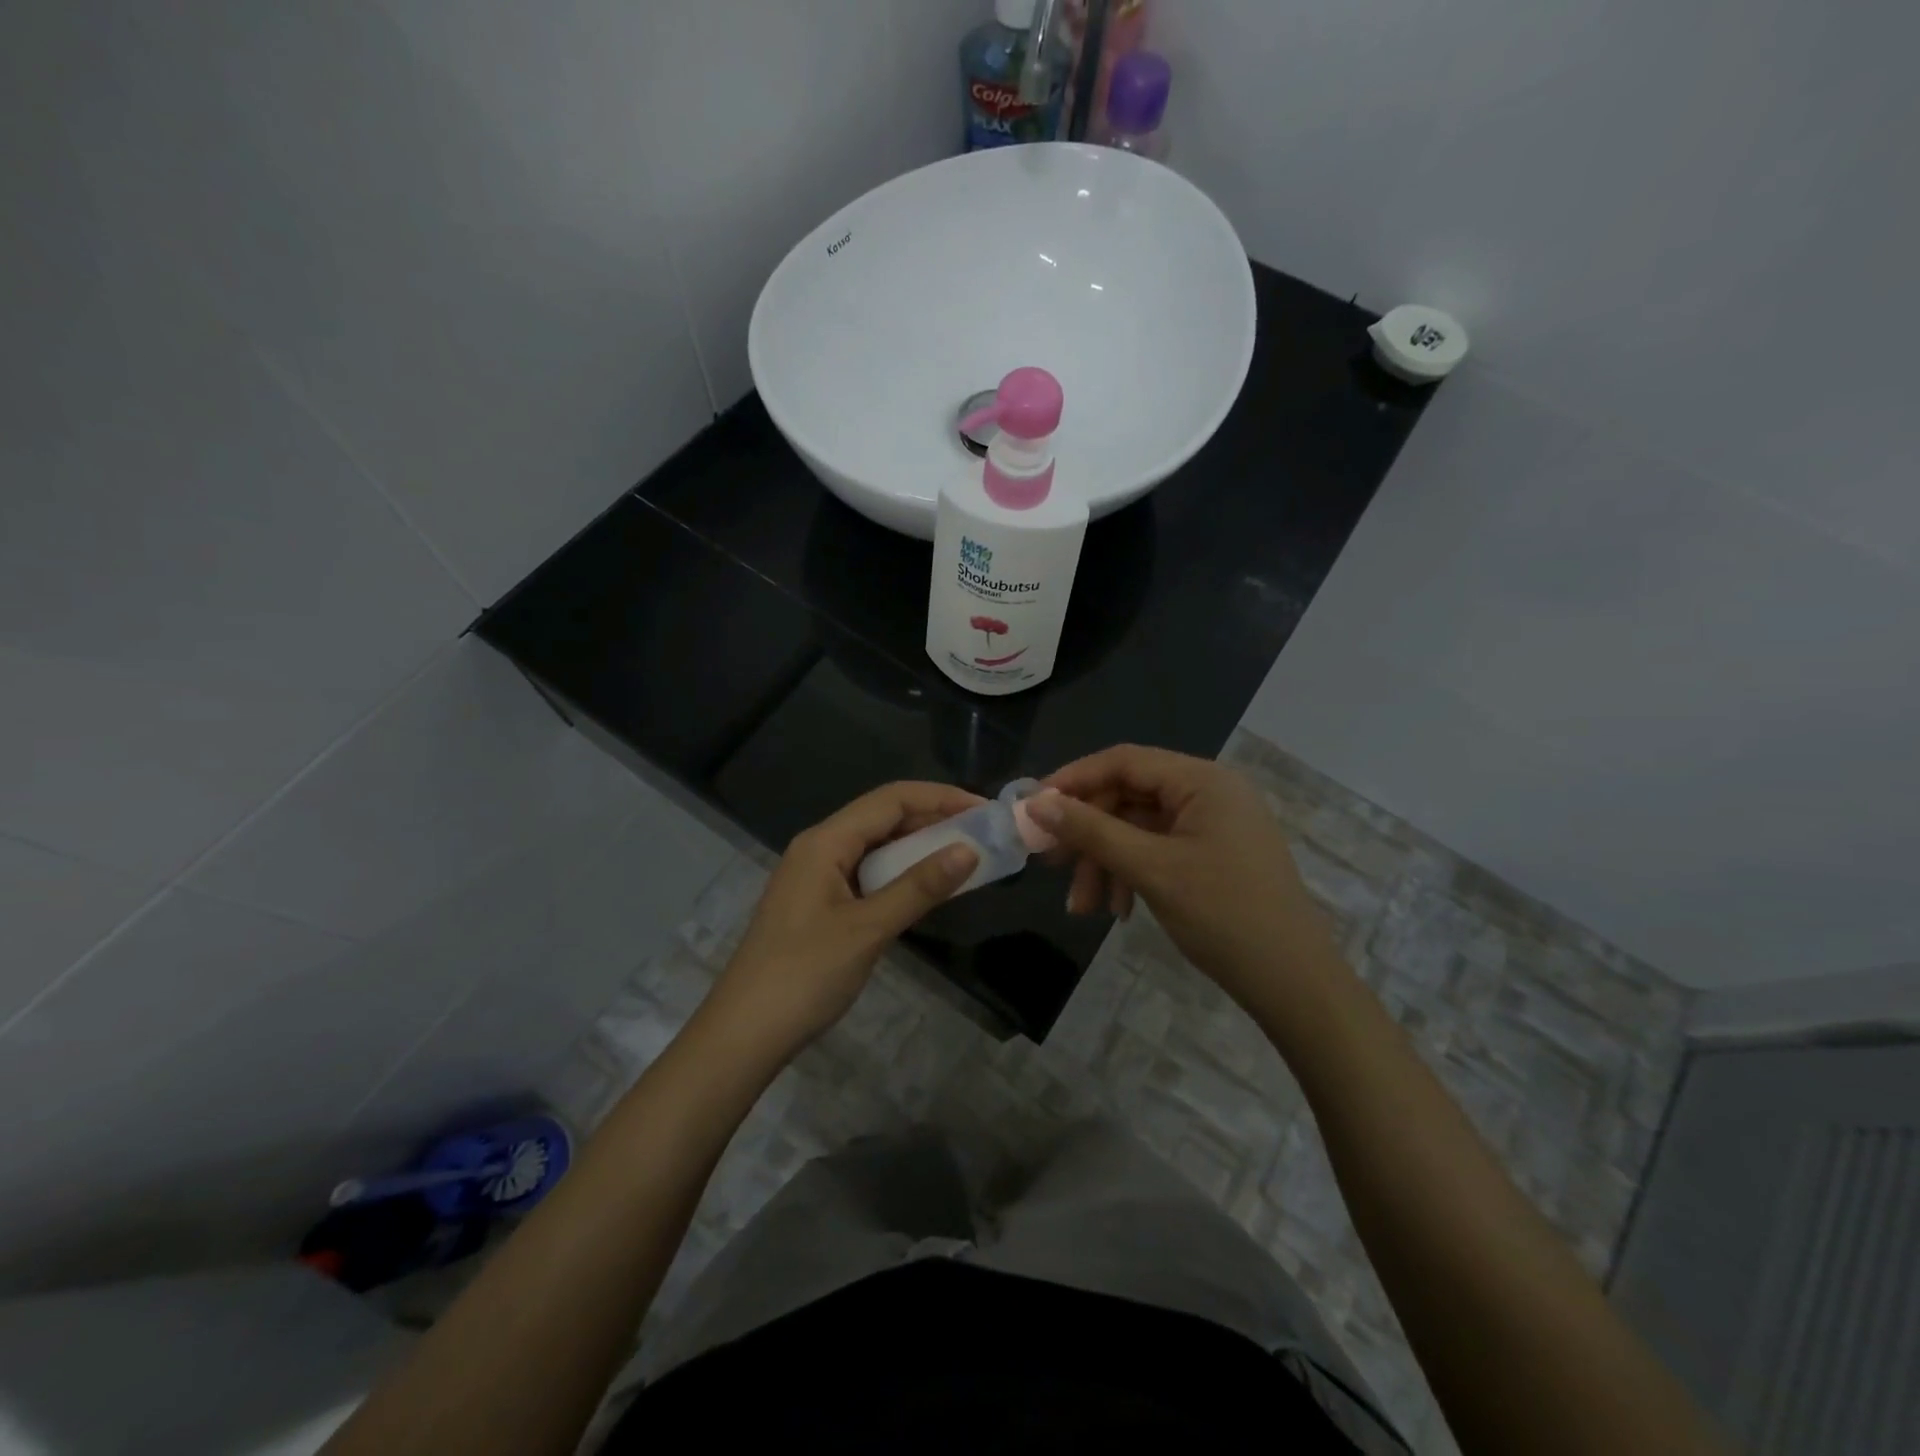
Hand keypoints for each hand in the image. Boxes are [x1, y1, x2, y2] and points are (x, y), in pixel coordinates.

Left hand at [700, 782, 982, 1066]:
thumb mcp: (868, 929)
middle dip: (933, 819)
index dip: (940, 798)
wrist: (744, 1034)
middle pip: (883, 817)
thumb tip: (969, 850)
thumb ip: (919, 887)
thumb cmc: (804, 975)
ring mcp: (817, 876)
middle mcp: (819, 848)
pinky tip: (925, 888)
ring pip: (876, 846)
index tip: (984, 809)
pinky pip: (867, 873)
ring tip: (964, 856)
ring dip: (919, 847)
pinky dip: (900, 874)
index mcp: (825, 841)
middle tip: (982, 833)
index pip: (890, 799)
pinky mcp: (819, 904)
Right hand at [1032, 745, 1340, 1006]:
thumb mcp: (1151, 870)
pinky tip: (1118, 910)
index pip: (1123, 761)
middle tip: (1052, 864)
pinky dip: (1131, 873)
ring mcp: (1213, 824)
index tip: (1033, 808)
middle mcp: (1209, 792)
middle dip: (1089, 834)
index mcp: (1202, 781)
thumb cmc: (1224, 916)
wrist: (1294, 984)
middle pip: (1128, 796)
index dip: (1073, 780)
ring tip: (1083, 907)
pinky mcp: (1213, 854)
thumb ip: (1092, 831)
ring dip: (1106, 862)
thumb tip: (1036, 804)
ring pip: (1138, 828)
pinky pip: (1158, 850)